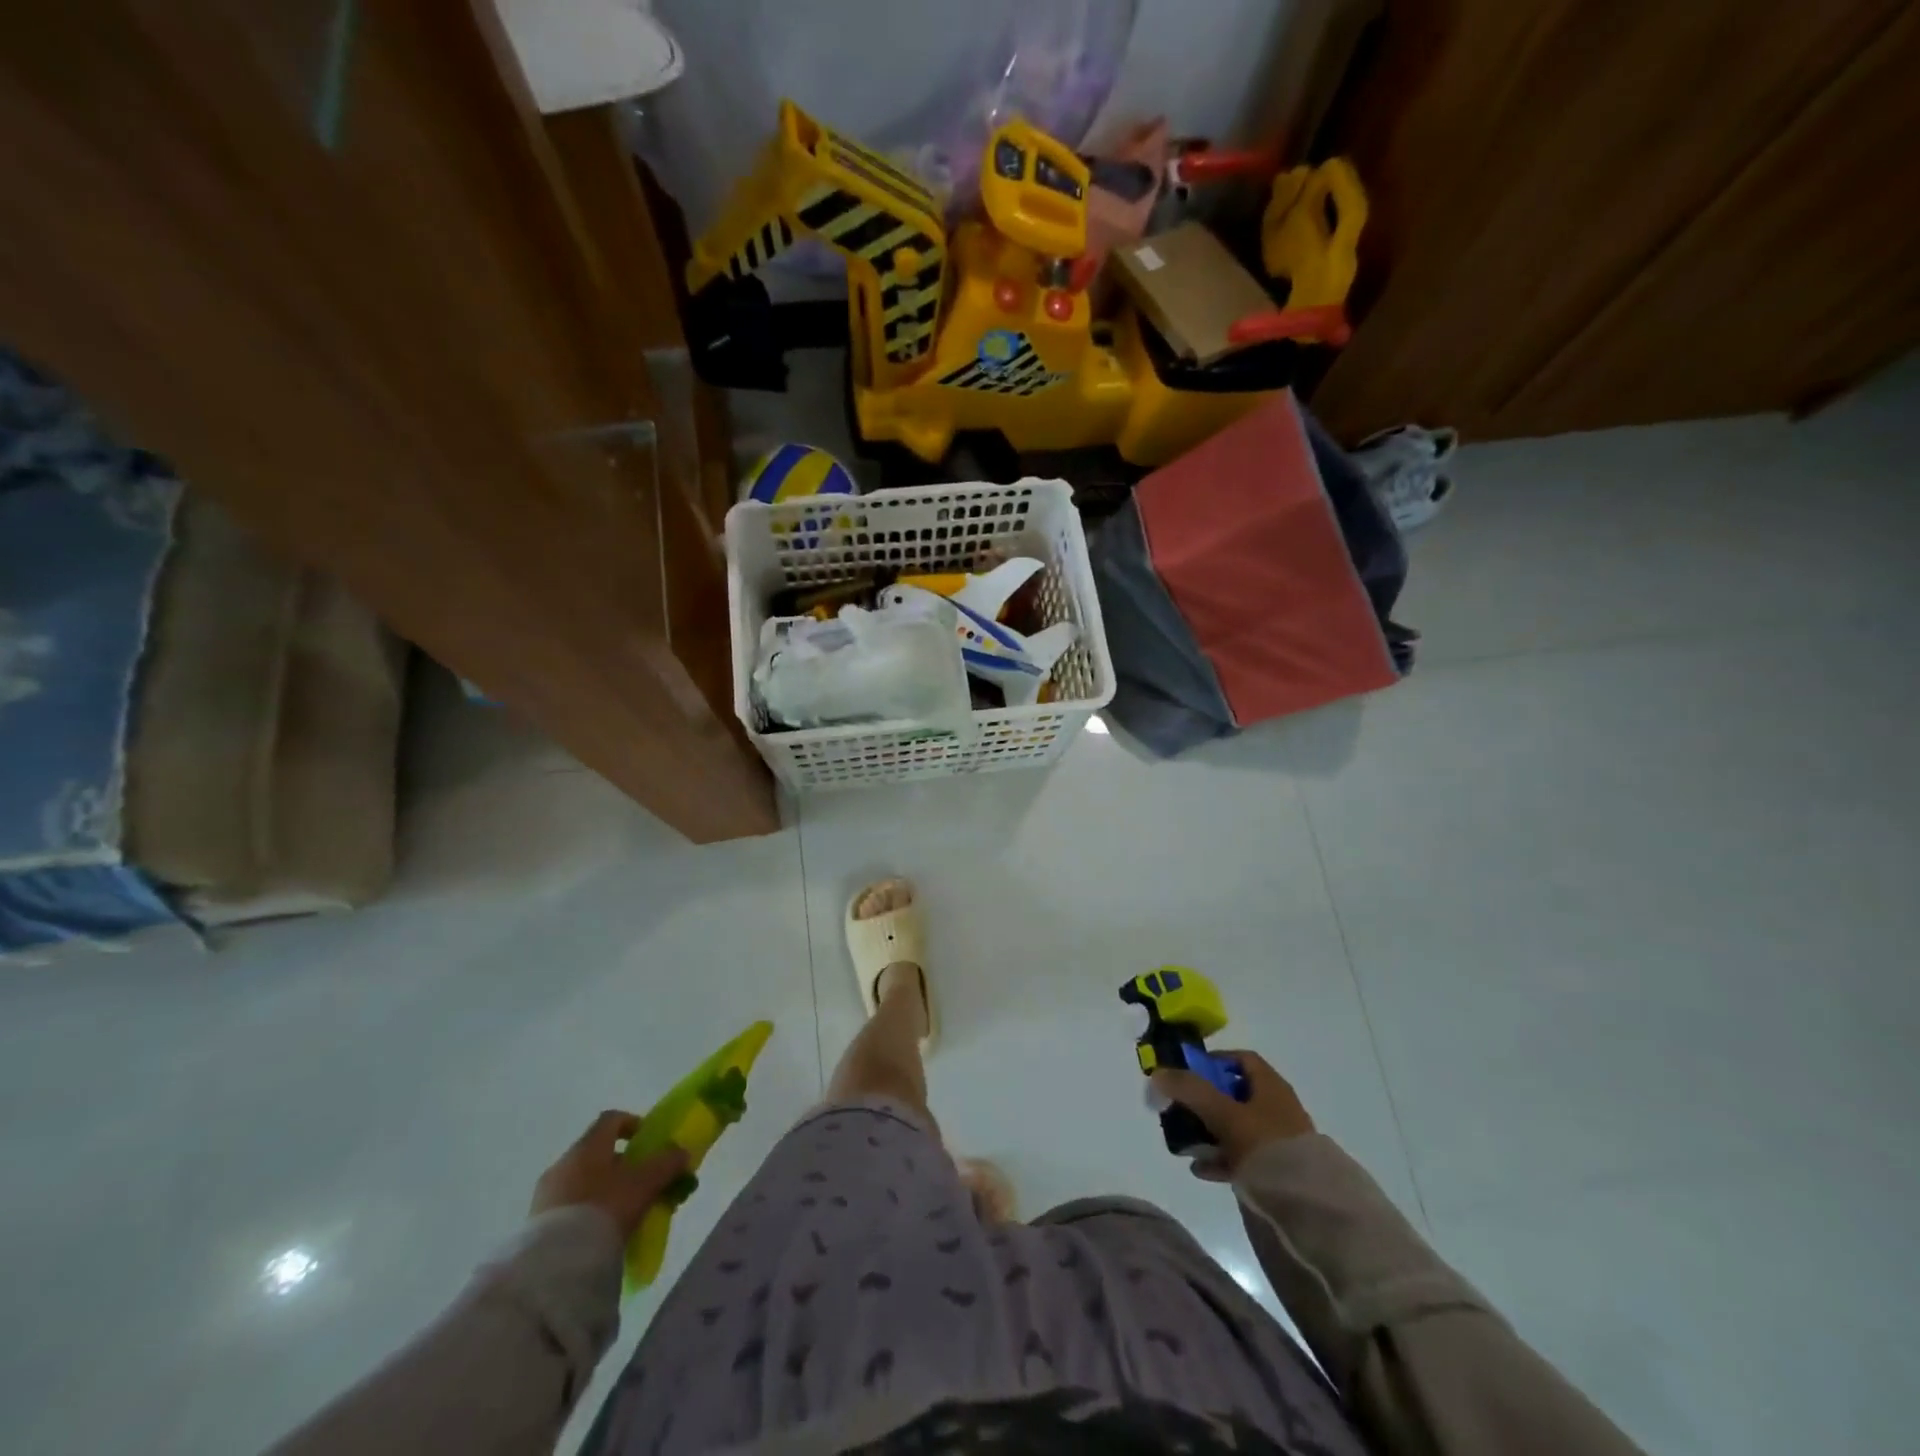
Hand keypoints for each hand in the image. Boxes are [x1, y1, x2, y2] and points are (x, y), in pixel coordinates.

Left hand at [530, 1110, 689, 1235]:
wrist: (555, 1266)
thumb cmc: (605, 1208)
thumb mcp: (645, 1183)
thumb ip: (667, 1163)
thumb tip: (681, 1152)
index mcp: (588, 1146)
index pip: (611, 1119)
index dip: (633, 1124)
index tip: (648, 1142)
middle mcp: (563, 1163)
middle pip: (597, 1153)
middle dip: (622, 1165)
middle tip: (642, 1184)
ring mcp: (545, 1195)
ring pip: (583, 1182)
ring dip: (604, 1191)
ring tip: (624, 1214)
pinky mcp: (536, 1226)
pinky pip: (569, 1208)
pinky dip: (587, 1213)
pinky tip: (601, 1233)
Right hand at [1150, 1051, 1313, 1179]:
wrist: (1308, 1206)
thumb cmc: (1265, 1145)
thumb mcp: (1224, 1113)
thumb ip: (1190, 1091)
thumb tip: (1158, 1072)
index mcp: (1271, 1087)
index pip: (1241, 1060)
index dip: (1214, 1060)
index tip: (1188, 1071)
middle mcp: (1277, 1108)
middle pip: (1234, 1094)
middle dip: (1204, 1100)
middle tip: (1180, 1109)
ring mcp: (1278, 1140)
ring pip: (1236, 1126)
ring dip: (1209, 1131)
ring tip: (1184, 1143)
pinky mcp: (1276, 1169)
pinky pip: (1242, 1156)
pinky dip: (1220, 1158)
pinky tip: (1200, 1169)